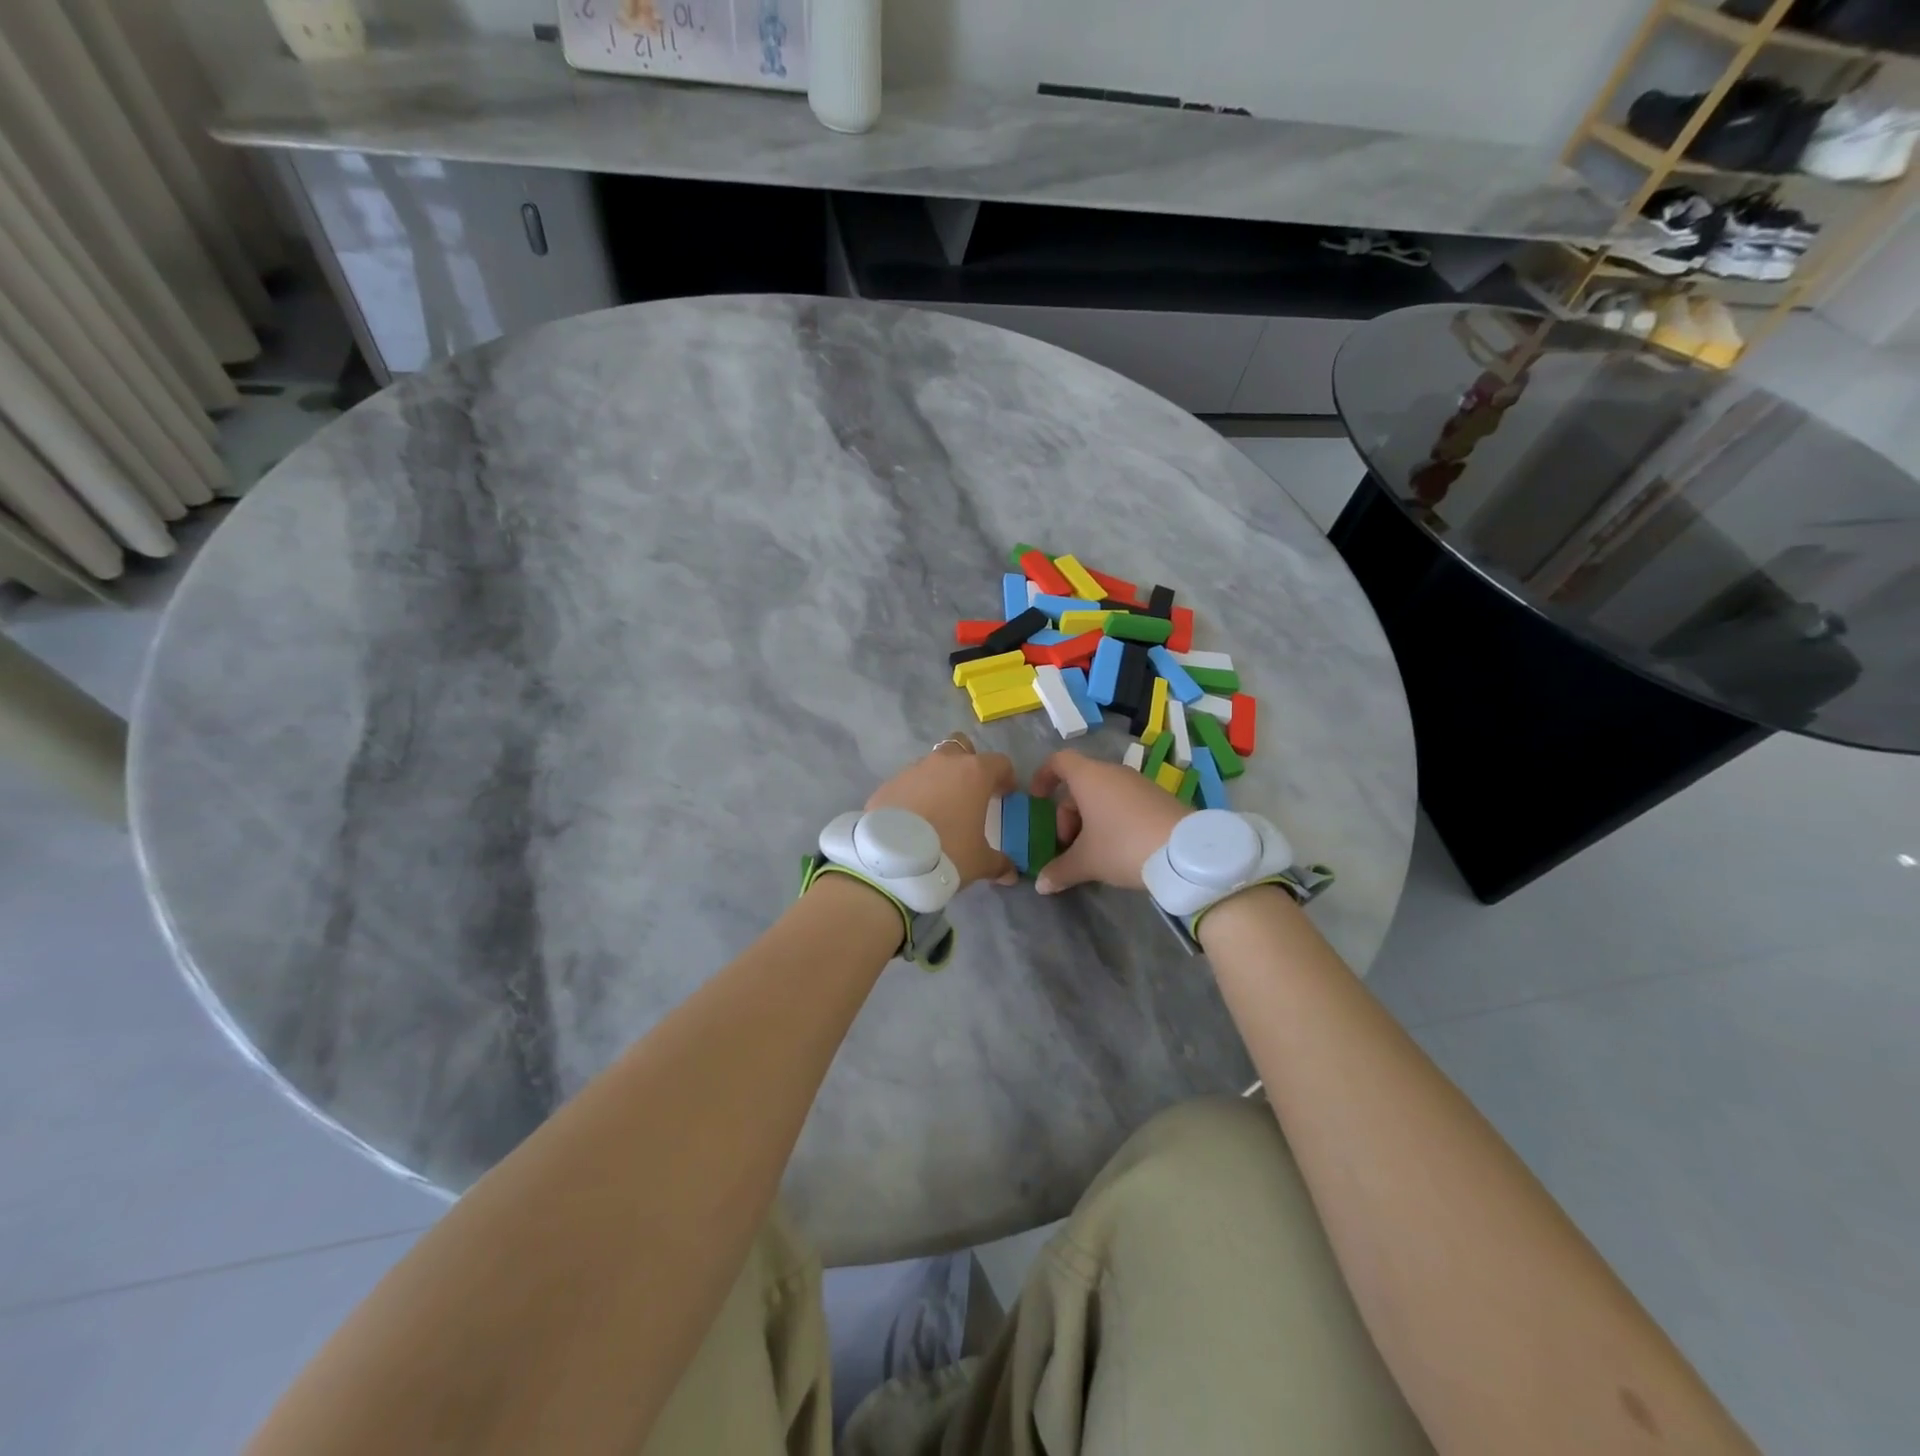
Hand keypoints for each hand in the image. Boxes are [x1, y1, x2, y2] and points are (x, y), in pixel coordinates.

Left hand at [866, 733, 1018, 886]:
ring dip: (938, 780)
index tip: (1005, 794)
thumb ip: (999, 863)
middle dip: (967, 763)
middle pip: (960, 747)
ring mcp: (912, 770)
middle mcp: (943, 763)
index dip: (1005, 777)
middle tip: (969, 790)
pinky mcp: (888, 784)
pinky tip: (912, 819)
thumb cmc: (948, 852)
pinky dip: (913, 795)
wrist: (892, 860)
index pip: (999, 762)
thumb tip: (1011, 873)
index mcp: (974, 773)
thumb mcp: (980, 862)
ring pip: (931, 765)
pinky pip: (907, 784)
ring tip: (937, 809)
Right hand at [1029, 749, 1192, 893]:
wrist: (1185, 853)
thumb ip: (1060, 870)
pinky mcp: (1159, 797)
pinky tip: (1120, 849)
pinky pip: (1125, 801)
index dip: (1043, 777)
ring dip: (1091, 818)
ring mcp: (1139, 783)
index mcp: (1089, 777)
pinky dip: (1114, 819)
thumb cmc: (1123, 846)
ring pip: (1104, 794)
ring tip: (1093, 851)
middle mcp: (1114, 772)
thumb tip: (1041, 885)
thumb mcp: (1087, 862)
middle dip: (1068, 813)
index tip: (1037, 801)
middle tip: (1068, 844)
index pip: (1058, 761)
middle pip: (1080, 783)